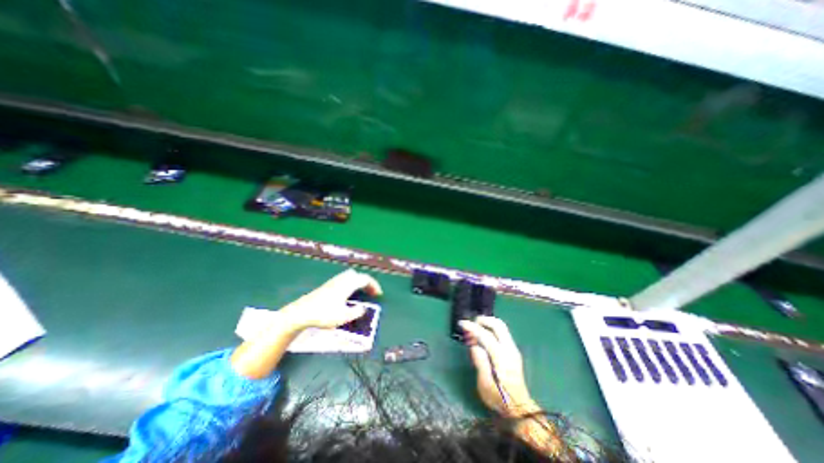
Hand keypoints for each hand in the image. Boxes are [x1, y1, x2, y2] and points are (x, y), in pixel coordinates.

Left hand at [280, 269, 383, 330]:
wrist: (301, 312)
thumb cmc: (323, 314)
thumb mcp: (343, 317)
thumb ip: (356, 312)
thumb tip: (363, 308)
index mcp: (347, 285)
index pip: (365, 279)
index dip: (374, 285)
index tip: (379, 294)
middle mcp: (341, 280)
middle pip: (358, 275)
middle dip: (366, 282)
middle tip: (370, 292)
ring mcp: (333, 282)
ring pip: (350, 277)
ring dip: (358, 283)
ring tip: (361, 293)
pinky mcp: (327, 286)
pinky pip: (344, 280)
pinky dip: (351, 284)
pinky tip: (348, 295)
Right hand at [461, 316, 538, 417]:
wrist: (520, 409)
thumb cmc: (499, 398)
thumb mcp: (485, 385)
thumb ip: (480, 363)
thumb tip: (474, 346)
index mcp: (501, 357)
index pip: (486, 335)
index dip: (472, 327)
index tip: (462, 323)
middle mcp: (509, 349)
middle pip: (498, 325)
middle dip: (483, 320)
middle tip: (471, 323)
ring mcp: (513, 349)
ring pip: (502, 327)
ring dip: (487, 324)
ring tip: (475, 330)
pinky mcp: (513, 352)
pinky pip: (502, 333)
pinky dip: (491, 329)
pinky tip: (483, 337)